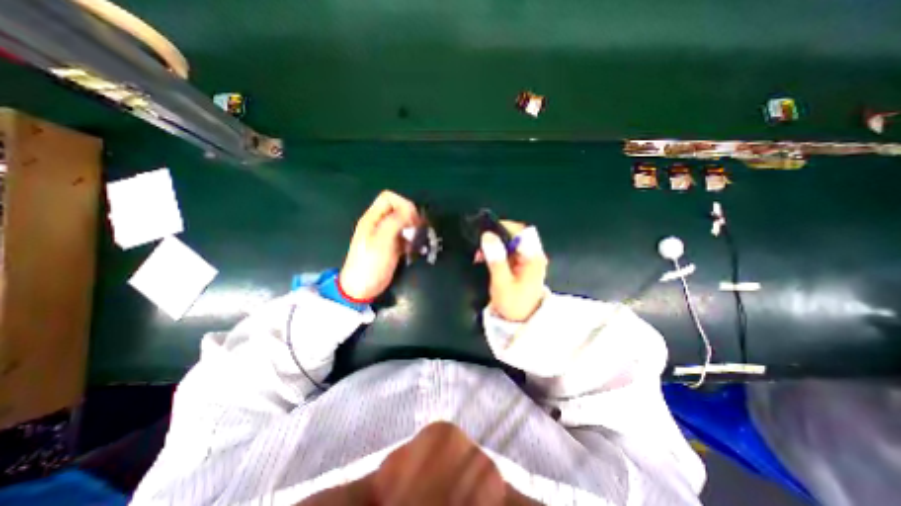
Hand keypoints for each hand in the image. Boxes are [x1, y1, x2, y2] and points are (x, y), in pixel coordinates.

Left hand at [340, 189, 421, 299]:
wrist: (362, 288)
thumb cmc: (370, 263)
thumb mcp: (382, 240)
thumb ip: (395, 222)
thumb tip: (411, 212)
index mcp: (372, 218)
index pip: (389, 198)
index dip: (403, 204)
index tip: (412, 219)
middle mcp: (379, 224)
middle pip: (398, 209)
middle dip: (411, 217)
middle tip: (418, 231)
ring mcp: (386, 236)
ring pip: (404, 223)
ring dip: (414, 230)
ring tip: (418, 241)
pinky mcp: (392, 247)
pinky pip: (405, 237)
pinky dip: (412, 241)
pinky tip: (415, 250)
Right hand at [478, 219, 549, 318]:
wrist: (521, 321)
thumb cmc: (513, 304)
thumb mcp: (502, 283)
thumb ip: (496, 259)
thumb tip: (488, 236)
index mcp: (533, 258)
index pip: (522, 231)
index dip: (504, 227)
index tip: (486, 231)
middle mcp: (533, 255)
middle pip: (516, 235)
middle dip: (496, 237)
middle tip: (480, 244)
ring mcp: (527, 259)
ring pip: (510, 242)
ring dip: (494, 245)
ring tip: (479, 254)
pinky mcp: (521, 264)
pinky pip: (508, 251)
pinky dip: (496, 252)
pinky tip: (484, 258)